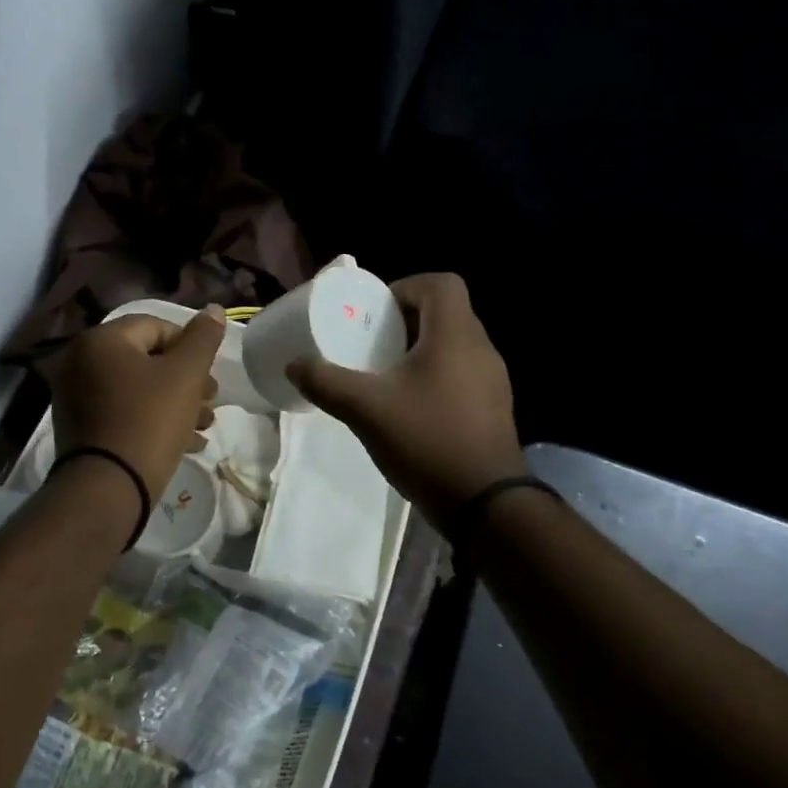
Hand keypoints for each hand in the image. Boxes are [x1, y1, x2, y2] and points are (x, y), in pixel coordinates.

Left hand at [41, 308, 224, 500]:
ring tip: (204, 426)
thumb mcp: (186, 376)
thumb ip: (203, 339)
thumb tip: (214, 309)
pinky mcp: (81, 429)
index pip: (157, 327)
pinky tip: (185, 444)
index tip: (209, 378)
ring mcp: (77, 397)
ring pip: (138, 390)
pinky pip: (124, 413)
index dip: (191, 348)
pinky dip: (153, 421)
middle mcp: (81, 362)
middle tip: (211, 402)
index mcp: (102, 340)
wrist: (107, 489)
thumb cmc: (149, 422)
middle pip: (148, 360)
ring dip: (176, 403)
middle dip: (186, 380)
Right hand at [287, 273, 524, 518]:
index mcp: (455, 336)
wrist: (485, 504)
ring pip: (454, 345)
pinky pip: (462, 373)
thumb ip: (327, 382)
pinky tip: (410, 406)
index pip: (441, 284)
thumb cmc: (427, 441)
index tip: (376, 312)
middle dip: (406, 320)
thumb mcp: (366, 410)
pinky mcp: (493, 408)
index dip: (406, 287)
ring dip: (420, 349)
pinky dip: (435, 375)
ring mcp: (492, 380)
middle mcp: (481, 349)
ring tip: (386, 374)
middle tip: (372, 342)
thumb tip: (294, 364)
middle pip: (446, 313)